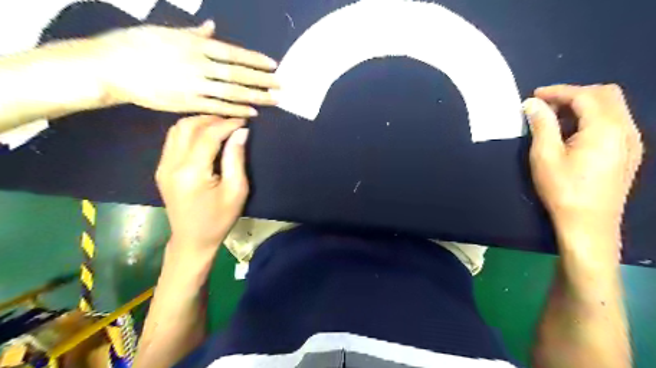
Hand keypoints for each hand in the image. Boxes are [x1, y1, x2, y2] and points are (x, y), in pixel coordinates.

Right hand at [94, 18, 277, 116]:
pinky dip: (236, 110)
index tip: (273, 65)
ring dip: (255, 97)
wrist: (109, 67)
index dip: (255, 60)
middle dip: (262, 80)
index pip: (233, 53)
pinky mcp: (187, 103)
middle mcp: (198, 65)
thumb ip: (193, 32)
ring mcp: (194, 86)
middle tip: (282, 86)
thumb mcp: (165, 31)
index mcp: (194, 45)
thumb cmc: (136, 45)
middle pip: (237, 74)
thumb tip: (213, 27)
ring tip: (274, 100)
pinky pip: (217, 107)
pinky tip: (252, 113)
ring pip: (232, 92)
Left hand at [157, 114, 250, 252]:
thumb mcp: (236, 190)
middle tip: (233, 121)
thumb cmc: (219, 219)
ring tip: (221, 126)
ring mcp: (163, 166)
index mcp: (191, 172)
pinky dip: (190, 131)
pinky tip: (205, 136)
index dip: (227, 124)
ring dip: (199, 122)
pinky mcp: (162, 169)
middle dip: (212, 119)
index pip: (208, 135)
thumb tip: (241, 132)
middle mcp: (171, 164)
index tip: (245, 120)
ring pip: (177, 129)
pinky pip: (173, 140)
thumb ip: (236, 158)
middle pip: (188, 126)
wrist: (192, 239)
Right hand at [526, 84, 643, 243]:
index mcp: (605, 128)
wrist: (588, 223)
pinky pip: (614, 123)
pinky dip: (593, 118)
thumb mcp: (545, 156)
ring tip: (555, 118)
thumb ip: (541, 125)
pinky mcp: (630, 153)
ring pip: (612, 108)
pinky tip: (573, 133)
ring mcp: (632, 141)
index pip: (585, 95)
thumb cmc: (563, 189)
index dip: (558, 91)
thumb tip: (532, 104)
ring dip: (584, 105)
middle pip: (606, 95)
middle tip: (545, 105)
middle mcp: (626, 129)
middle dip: (574, 94)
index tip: (534, 95)